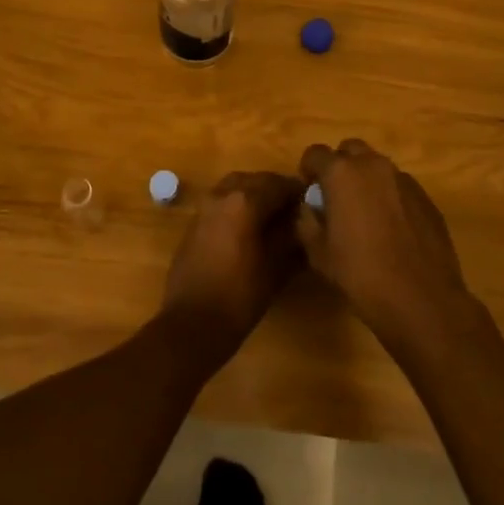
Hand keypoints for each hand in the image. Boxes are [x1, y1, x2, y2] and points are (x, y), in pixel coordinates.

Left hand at [162, 171, 305, 357]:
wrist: (192, 324)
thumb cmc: (240, 297)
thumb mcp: (276, 268)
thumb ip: (290, 237)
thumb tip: (301, 221)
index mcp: (245, 201)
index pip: (278, 184)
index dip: (297, 192)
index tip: (311, 203)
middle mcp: (222, 195)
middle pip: (255, 180)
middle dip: (275, 190)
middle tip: (293, 210)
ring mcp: (204, 207)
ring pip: (235, 187)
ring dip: (254, 195)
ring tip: (272, 218)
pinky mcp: (194, 222)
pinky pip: (221, 202)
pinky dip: (237, 206)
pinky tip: (248, 229)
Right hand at [297, 140, 476, 353]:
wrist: (422, 300)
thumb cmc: (361, 276)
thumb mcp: (319, 254)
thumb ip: (307, 222)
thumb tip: (310, 208)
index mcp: (342, 174)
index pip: (315, 153)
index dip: (308, 170)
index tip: (310, 192)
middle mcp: (373, 165)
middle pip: (350, 150)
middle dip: (340, 166)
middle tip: (336, 197)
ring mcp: (403, 179)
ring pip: (377, 166)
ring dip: (366, 180)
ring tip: (365, 214)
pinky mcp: (425, 197)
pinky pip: (399, 186)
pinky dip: (389, 196)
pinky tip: (392, 229)